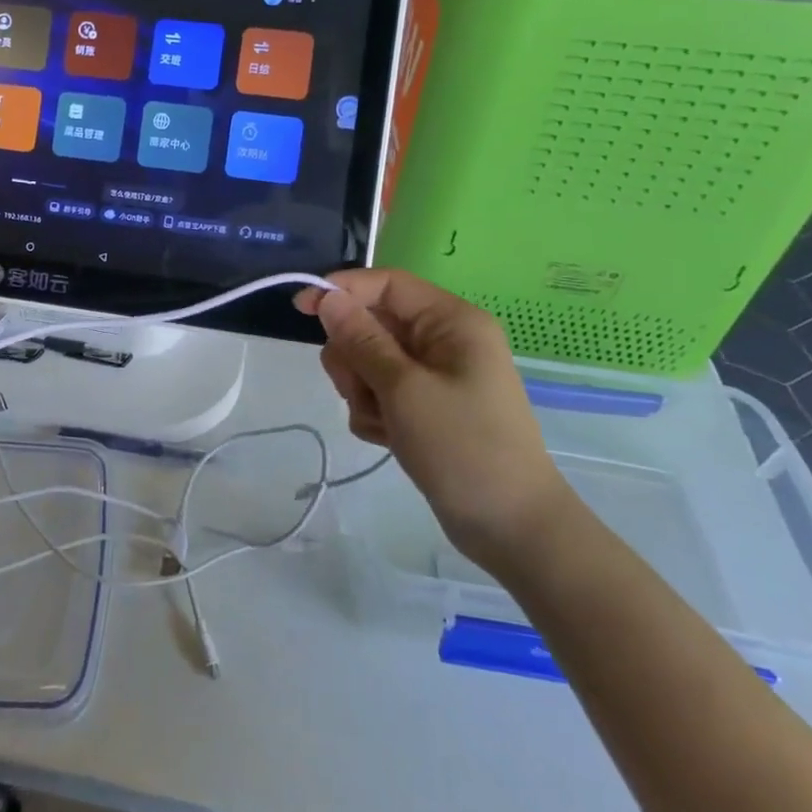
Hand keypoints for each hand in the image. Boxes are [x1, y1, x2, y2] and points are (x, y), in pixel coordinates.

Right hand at [296, 269, 568, 568]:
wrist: (510, 527)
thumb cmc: (462, 446)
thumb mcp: (403, 388)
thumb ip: (361, 339)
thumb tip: (327, 297)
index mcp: (451, 322)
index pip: (386, 285)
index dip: (342, 290)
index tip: (300, 309)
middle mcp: (443, 341)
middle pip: (372, 324)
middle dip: (354, 356)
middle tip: (359, 389)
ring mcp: (434, 376)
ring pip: (369, 361)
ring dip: (361, 389)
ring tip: (382, 422)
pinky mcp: (425, 407)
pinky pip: (380, 393)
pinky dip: (375, 413)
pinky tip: (390, 439)